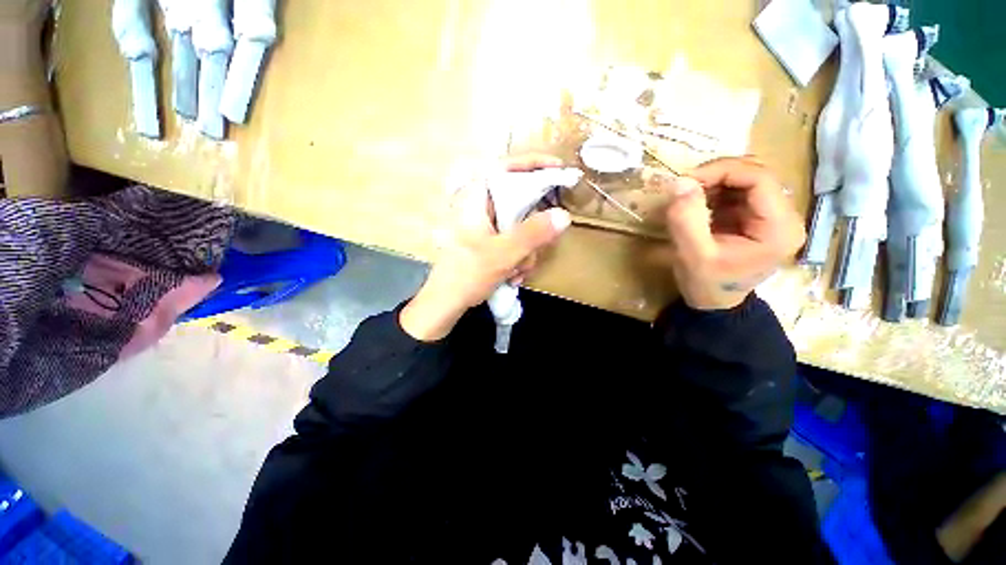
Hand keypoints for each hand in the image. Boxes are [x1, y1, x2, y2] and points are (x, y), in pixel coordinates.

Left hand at [400, 155, 572, 340]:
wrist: (446, 303)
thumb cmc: (466, 274)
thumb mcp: (503, 253)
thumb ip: (533, 234)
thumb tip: (564, 216)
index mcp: (476, 197)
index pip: (506, 166)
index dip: (533, 162)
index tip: (559, 168)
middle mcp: (480, 206)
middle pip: (519, 200)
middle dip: (534, 229)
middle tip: (541, 245)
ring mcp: (485, 225)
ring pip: (520, 225)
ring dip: (527, 250)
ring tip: (517, 272)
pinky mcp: (488, 240)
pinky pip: (514, 240)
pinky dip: (519, 257)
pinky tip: (513, 275)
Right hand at [647, 157, 805, 310]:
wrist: (714, 303)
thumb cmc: (706, 284)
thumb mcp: (692, 255)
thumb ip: (686, 220)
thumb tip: (679, 183)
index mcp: (779, 228)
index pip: (760, 179)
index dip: (723, 171)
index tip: (686, 181)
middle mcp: (784, 217)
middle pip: (756, 175)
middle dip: (717, 175)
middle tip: (684, 187)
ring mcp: (772, 216)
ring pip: (746, 179)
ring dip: (714, 182)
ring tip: (688, 198)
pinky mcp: (756, 217)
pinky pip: (737, 191)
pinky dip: (714, 191)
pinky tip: (697, 205)